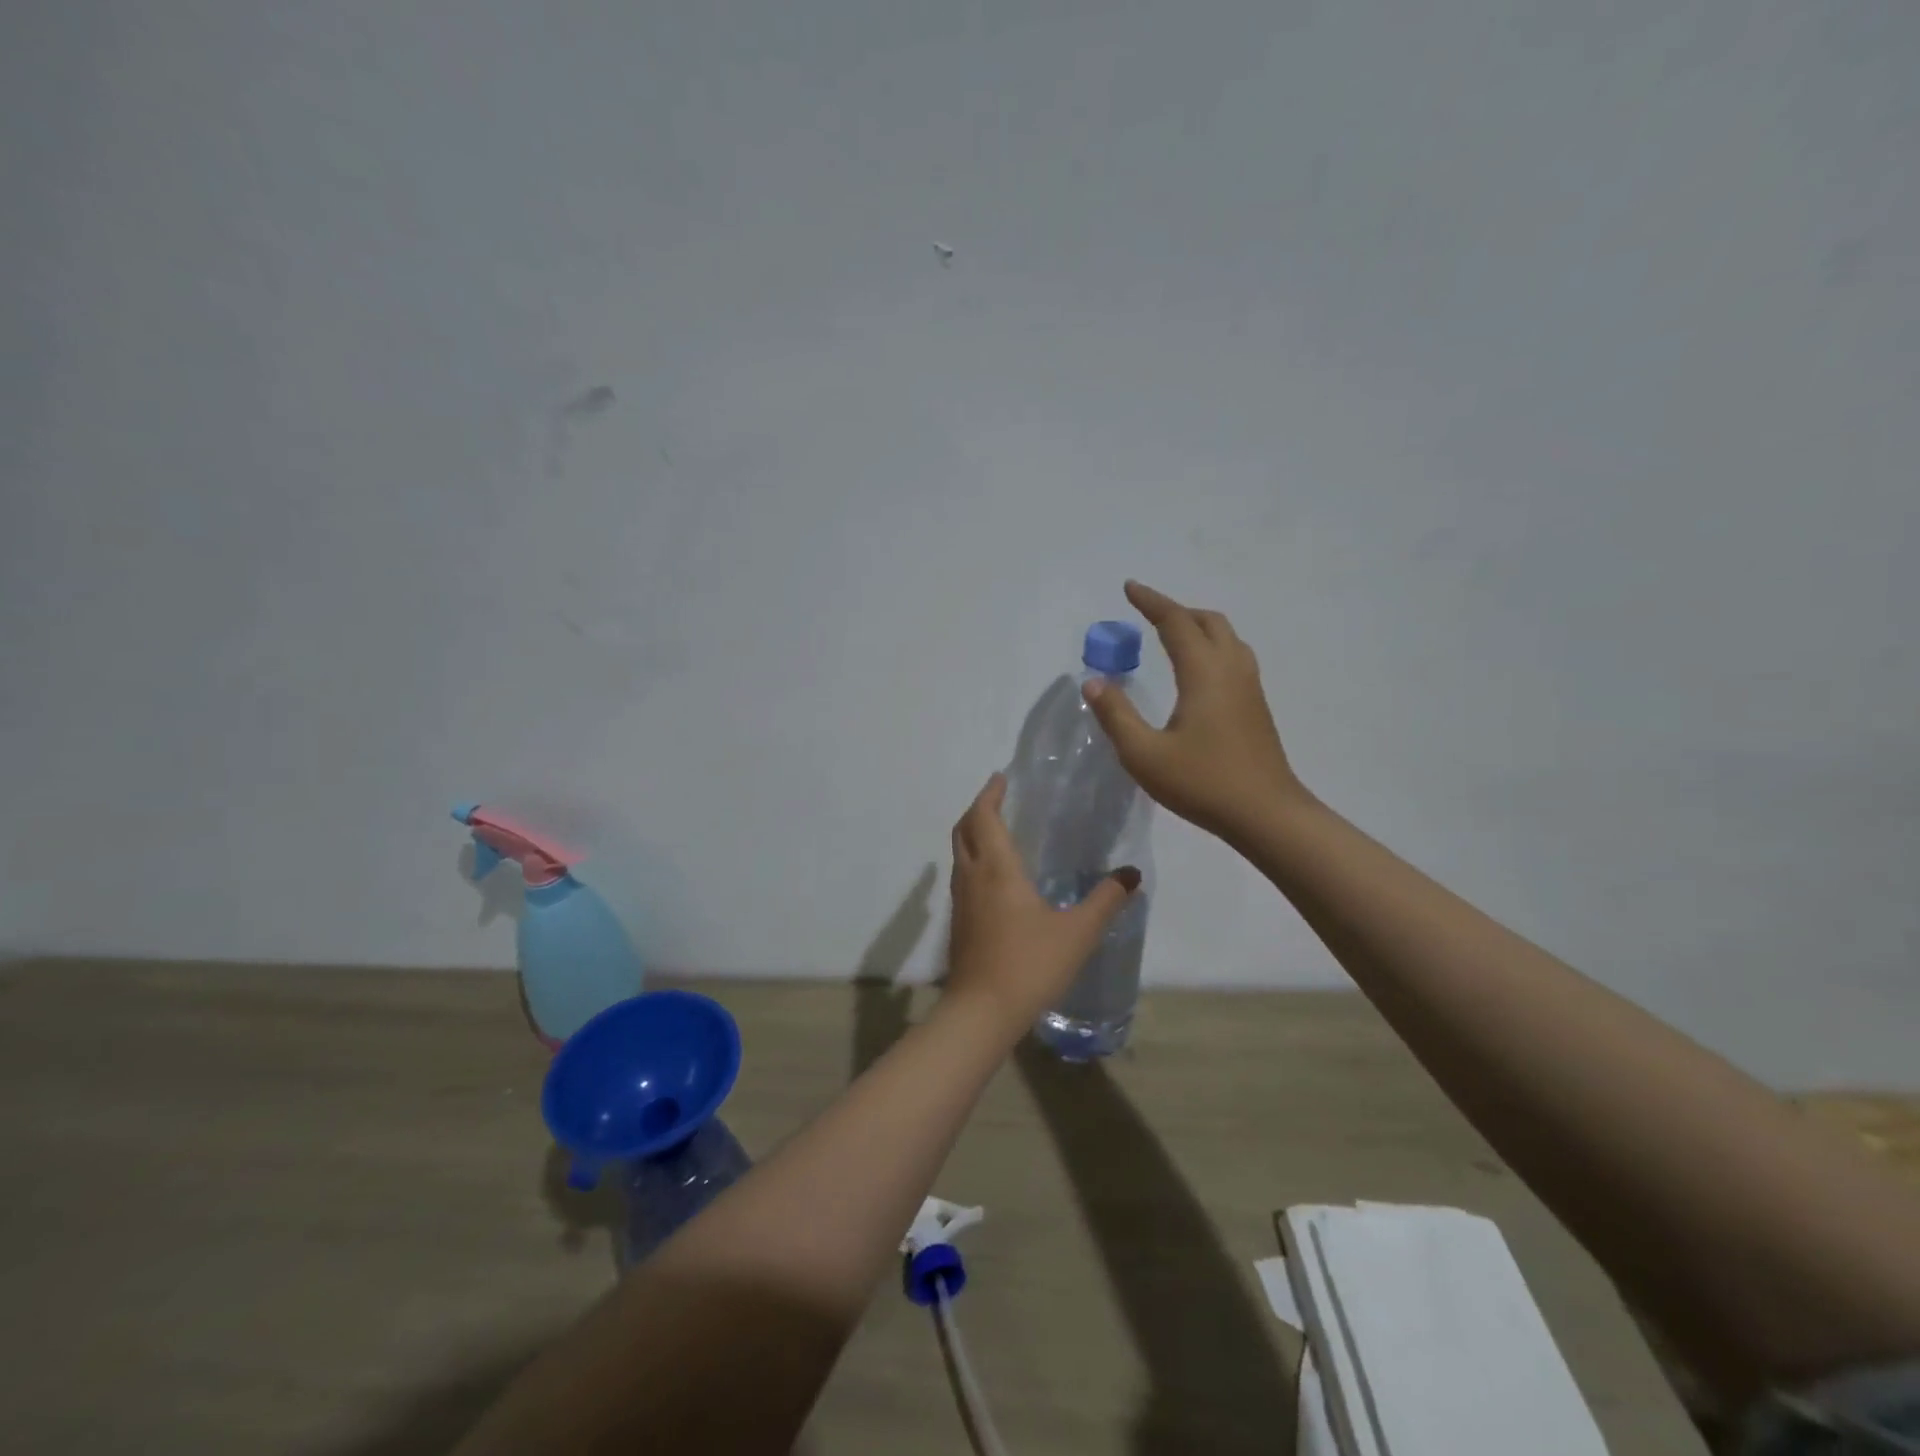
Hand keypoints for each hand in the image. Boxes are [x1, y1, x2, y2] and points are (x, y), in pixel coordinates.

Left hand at [943, 773, 1140, 1033]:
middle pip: (963, 829)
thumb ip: (1105, 900)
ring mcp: (960, 900)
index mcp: (997, 868)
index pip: (984, 816)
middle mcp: (972, 876)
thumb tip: (1131, 874)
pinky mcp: (959, 922)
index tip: (1001, 777)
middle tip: (998, 798)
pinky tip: (995, 878)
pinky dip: (974, 860)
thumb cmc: (1029, 964)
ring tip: (998, 831)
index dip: (990, 793)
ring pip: (959, 853)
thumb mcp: (1078, 932)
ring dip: (973, 834)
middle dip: (978, 809)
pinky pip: (962, 876)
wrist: (982, 1011)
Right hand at [1083, 580, 1308, 845]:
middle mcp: (1230, 670)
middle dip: (1177, 611)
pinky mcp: (1256, 707)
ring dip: (1198, 627)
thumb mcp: (1144, 754)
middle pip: (1208, 622)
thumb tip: (1094, 681)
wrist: (1266, 814)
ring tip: (1172, 636)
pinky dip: (1212, 647)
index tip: (1129, 587)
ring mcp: (1249, 688)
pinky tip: (1198, 672)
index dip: (1151, 602)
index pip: (1176, 622)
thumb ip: (1116, 716)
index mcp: (1203, 673)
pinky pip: (1234, 657)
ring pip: (1227, 638)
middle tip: (1148, 614)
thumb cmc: (1202, 783)